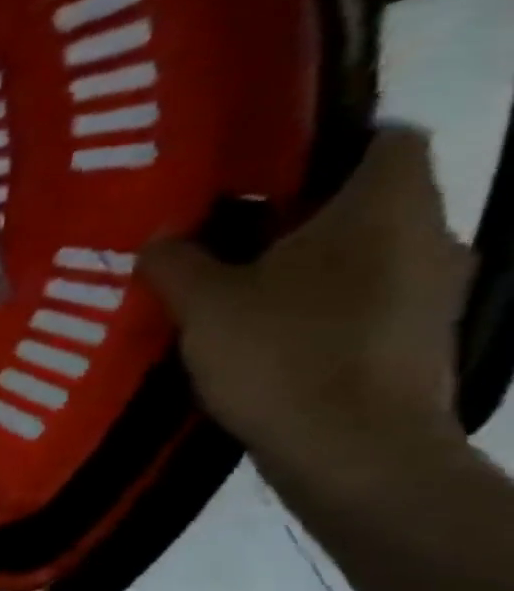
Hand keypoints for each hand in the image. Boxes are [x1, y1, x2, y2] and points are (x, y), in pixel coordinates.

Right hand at [140, 126, 473, 478]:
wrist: (353, 452)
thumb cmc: (282, 355)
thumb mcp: (203, 304)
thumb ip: (176, 262)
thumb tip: (159, 239)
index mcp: (384, 209)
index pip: (384, 139)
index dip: (325, 145)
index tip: (259, 174)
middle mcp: (428, 237)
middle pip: (366, 201)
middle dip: (299, 214)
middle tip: (223, 235)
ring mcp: (431, 292)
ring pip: (365, 254)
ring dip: (307, 264)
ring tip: (234, 288)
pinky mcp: (417, 338)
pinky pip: (366, 299)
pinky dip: (320, 305)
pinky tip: (265, 333)